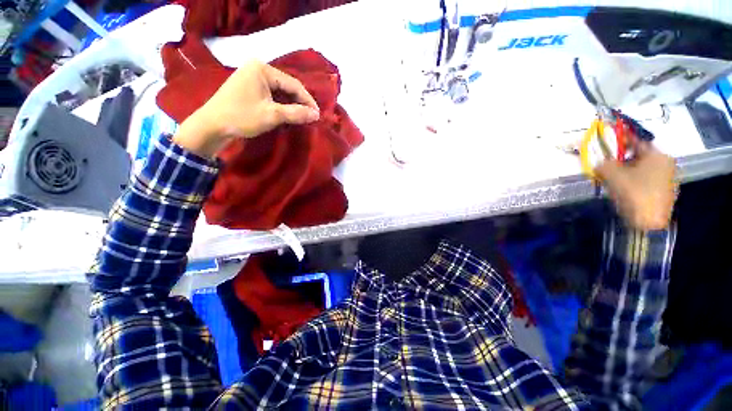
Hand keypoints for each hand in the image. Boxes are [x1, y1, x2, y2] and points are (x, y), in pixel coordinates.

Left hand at [173, 61, 319, 157]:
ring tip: (302, 118)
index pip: (293, 84)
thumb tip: (316, 115)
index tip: (318, 115)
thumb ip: (296, 113)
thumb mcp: (272, 115)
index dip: (308, 100)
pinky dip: (281, 106)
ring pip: (280, 92)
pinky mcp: (249, 88)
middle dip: (300, 103)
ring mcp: (252, 78)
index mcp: (262, 69)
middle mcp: (257, 68)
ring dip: (291, 106)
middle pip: (287, 87)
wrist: (212, 125)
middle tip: (311, 117)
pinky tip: (288, 115)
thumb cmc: (242, 116)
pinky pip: (271, 96)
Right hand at [595, 142, 676, 230]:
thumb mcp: (612, 175)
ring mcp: (667, 179)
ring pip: (642, 169)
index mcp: (657, 155)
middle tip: (607, 166)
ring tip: (613, 180)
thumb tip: (600, 163)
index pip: (636, 141)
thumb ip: (604, 164)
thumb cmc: (633, 193)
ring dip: (627, 171)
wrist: (649, 223)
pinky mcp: (664, 192)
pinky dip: (634, 181)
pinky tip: (624, 190)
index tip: (611, 137)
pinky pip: (646, 180)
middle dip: (622, 159)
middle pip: (639, 156)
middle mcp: (665, 163)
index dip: (622, 139)